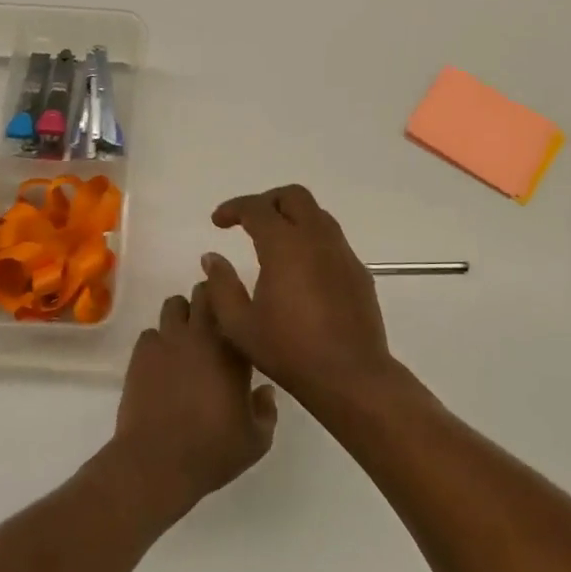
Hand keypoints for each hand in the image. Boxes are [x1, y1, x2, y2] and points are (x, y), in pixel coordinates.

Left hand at [108, 283, 277, 519]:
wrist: (158, 461)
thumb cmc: (213, 451)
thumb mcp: (257, 440)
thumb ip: (267, 410)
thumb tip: (265, 390)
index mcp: (233, 351)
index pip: (236, 307)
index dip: (235, 305)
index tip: (238, 314)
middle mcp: (201, 336)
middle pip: (203, 294)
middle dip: (208, 299)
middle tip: (212, 320)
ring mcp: (167, 341)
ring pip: (173, 306)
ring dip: (182, 316)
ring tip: (185, 339)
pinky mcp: (141, 354)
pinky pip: (150, 333)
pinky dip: (158, 341)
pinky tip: (162, 362)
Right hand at [202, 185, 399, 411]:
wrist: (350, 375)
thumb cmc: (288, 350)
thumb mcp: (239, 324)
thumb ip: (221, 286)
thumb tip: (212, 258)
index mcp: (284, 246)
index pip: (256, 208)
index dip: (233, 208)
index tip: (218, 222)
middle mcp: (316, 239)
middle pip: (294, 196)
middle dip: (267, 201)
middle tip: (248, 222)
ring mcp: (342, 253)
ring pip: (317, 215)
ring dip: (292, 218)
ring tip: (273, 242)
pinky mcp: (358, 271)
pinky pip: (332, 240)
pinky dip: (312, 240)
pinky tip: (301, 269)